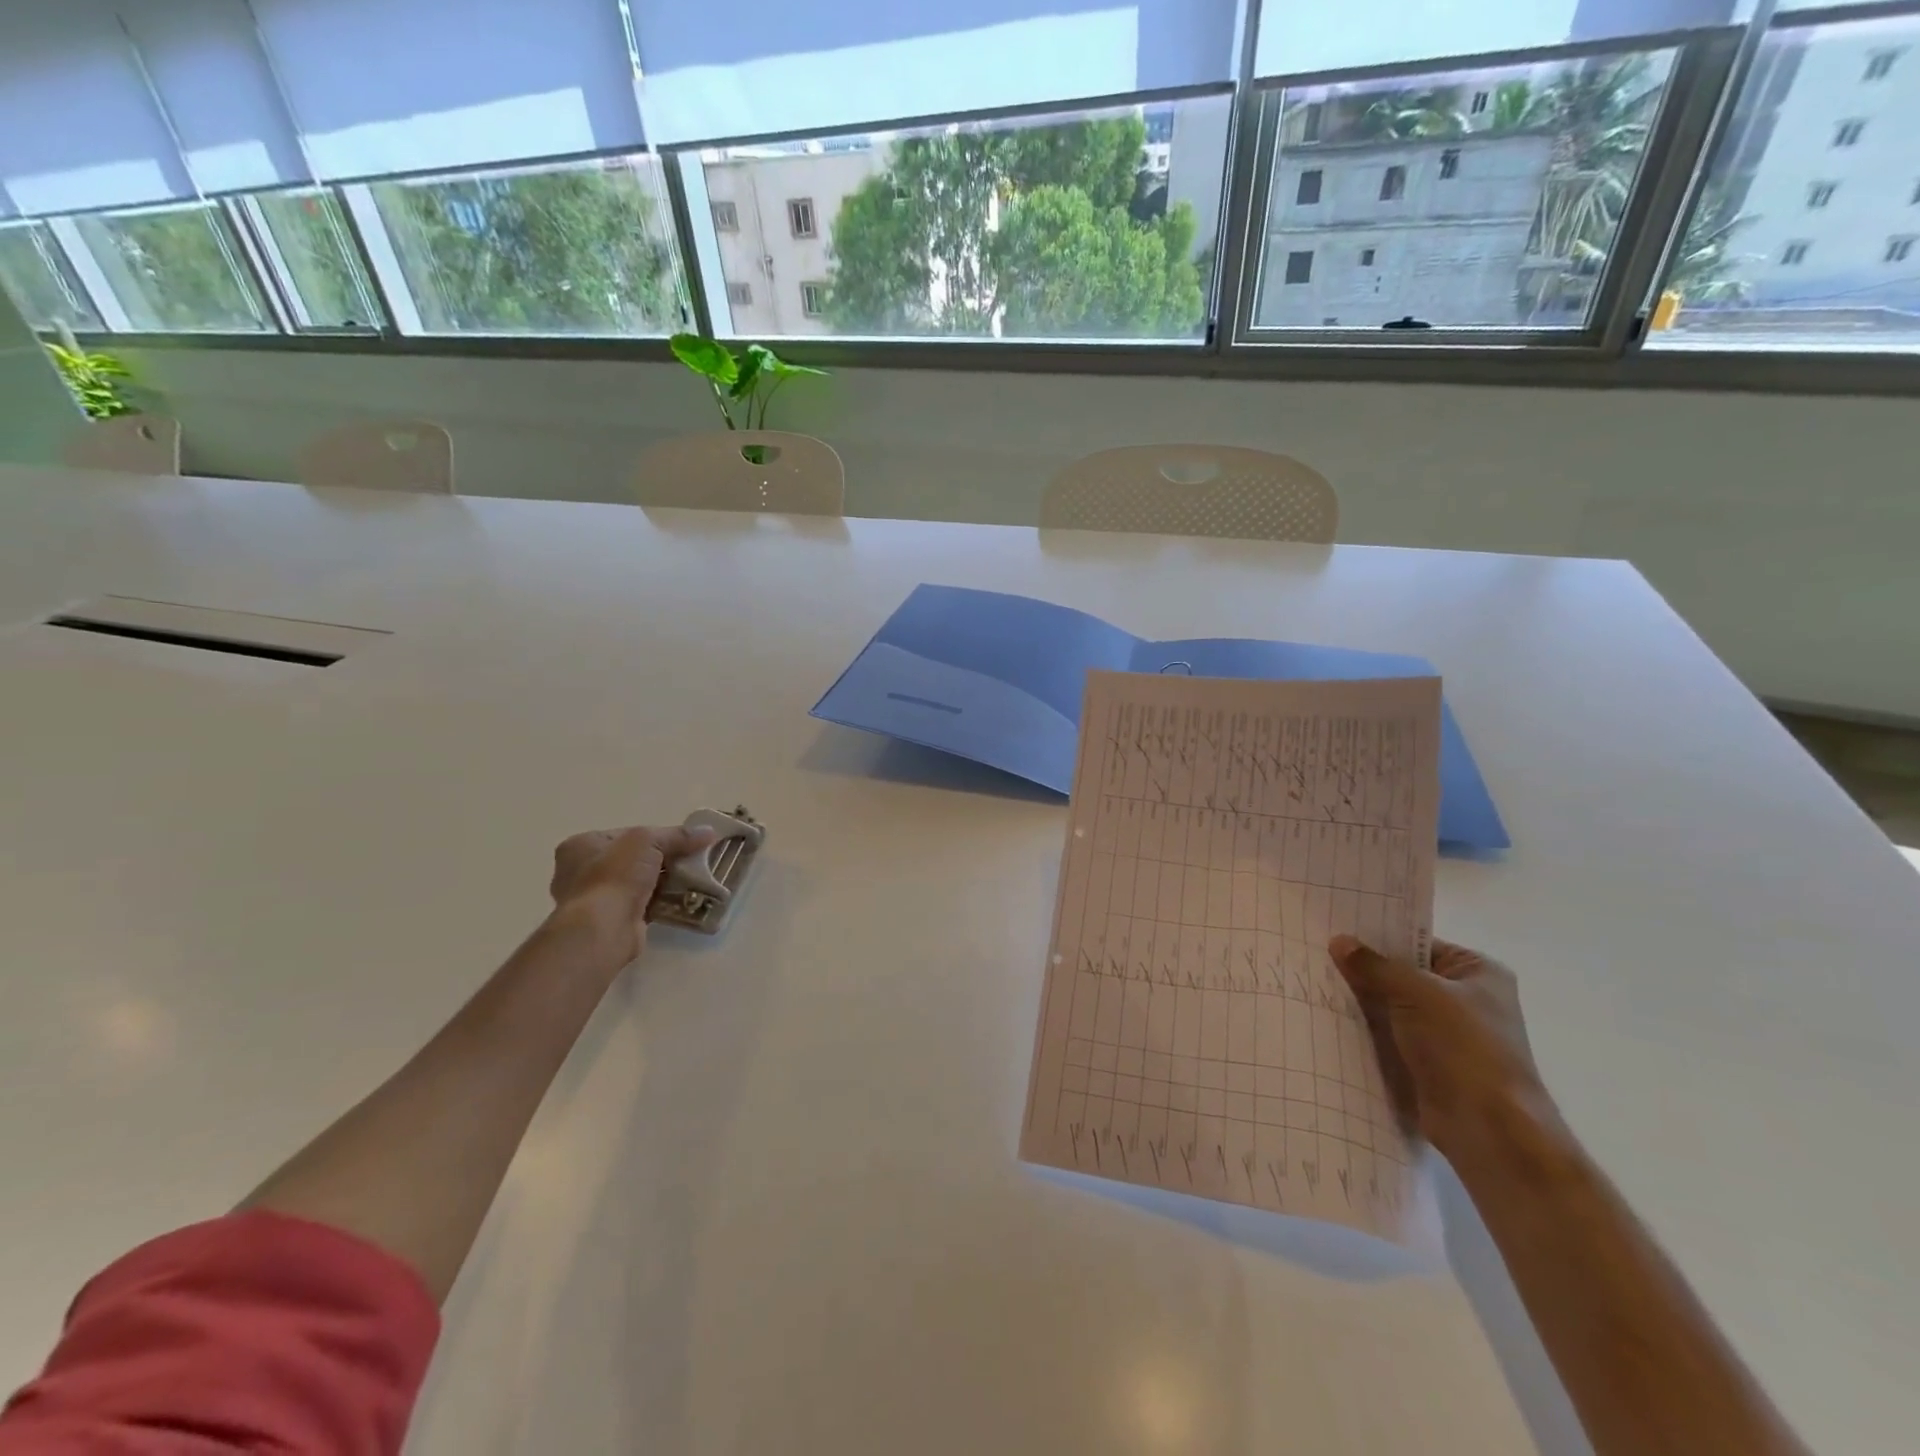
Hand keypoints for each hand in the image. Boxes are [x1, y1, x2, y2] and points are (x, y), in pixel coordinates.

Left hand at [548, 823, 717, 966]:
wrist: (603, 930)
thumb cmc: (614, 876)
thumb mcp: (647, 841)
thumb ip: (677, 835)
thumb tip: (709, 831)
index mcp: (581, 846)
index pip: (626, 834)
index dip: (657, 835)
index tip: (683, 841)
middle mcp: (582, 872)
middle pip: (635, 859)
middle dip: (664, 860)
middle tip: (692, 860)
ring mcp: (597, 899)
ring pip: (641, 883)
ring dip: (665, 882)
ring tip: (694, 879)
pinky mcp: (613, 921)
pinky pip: (645, 905)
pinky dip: (663, 902)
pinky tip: (685, 900)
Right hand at [1327, 935, 1549, 1159]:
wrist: (1488, 1128)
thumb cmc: (1464, 1046)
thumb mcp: (1417, 992)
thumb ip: (1375, 965)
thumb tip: (1338, 941)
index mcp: (1477, 972)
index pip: (1418, 942)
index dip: (1378, 935)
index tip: (1334, 927)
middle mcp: (1465, 999)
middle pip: (1402, 974)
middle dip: (1363, 969)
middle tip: (1314, 953)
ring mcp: (1446, 1034)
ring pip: (1391, 1006)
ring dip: (1359, 1001)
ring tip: (1312, 981)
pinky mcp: (1426, 1063)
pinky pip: (1387, 1035)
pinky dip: (1363, 1030)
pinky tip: (1326, 1016)